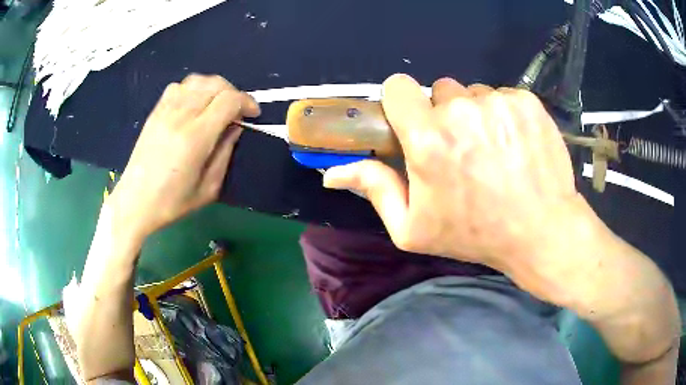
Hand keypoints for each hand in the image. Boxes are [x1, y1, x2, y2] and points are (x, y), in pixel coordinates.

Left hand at [111, 74, 259, 238]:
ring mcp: (165, 111)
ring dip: (214, 88)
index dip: (247, 102)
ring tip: (217, 104)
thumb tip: (235, 129)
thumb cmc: (171, 202)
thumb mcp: (208, 189)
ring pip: (197, 81)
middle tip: (237, 111)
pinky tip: (194, 104)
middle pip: (215, 84)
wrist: (135, 203)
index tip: (252, 114)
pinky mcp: (155, 112)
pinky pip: (178, 87)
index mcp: (196, 137)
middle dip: (233, 93)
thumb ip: (225, 154)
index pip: (228, 100)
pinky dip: (193, 89)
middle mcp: (180, 117)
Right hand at [323, 74, 588, 273]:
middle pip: (440, 90)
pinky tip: (516, 144)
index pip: (398, 86)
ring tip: (493, 150)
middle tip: (461, 149)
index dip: (402, 102)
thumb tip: (332, 172)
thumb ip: (374, 190)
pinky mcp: (527, 102)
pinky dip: (505, 115)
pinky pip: (504, 96)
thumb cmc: (475, 234)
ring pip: (475, 93)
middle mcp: (462, 111)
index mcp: (428, 140)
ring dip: (476, 114)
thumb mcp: (414, 228)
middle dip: (444, 113)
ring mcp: (499, 103)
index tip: (414, 121)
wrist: (541, 231)